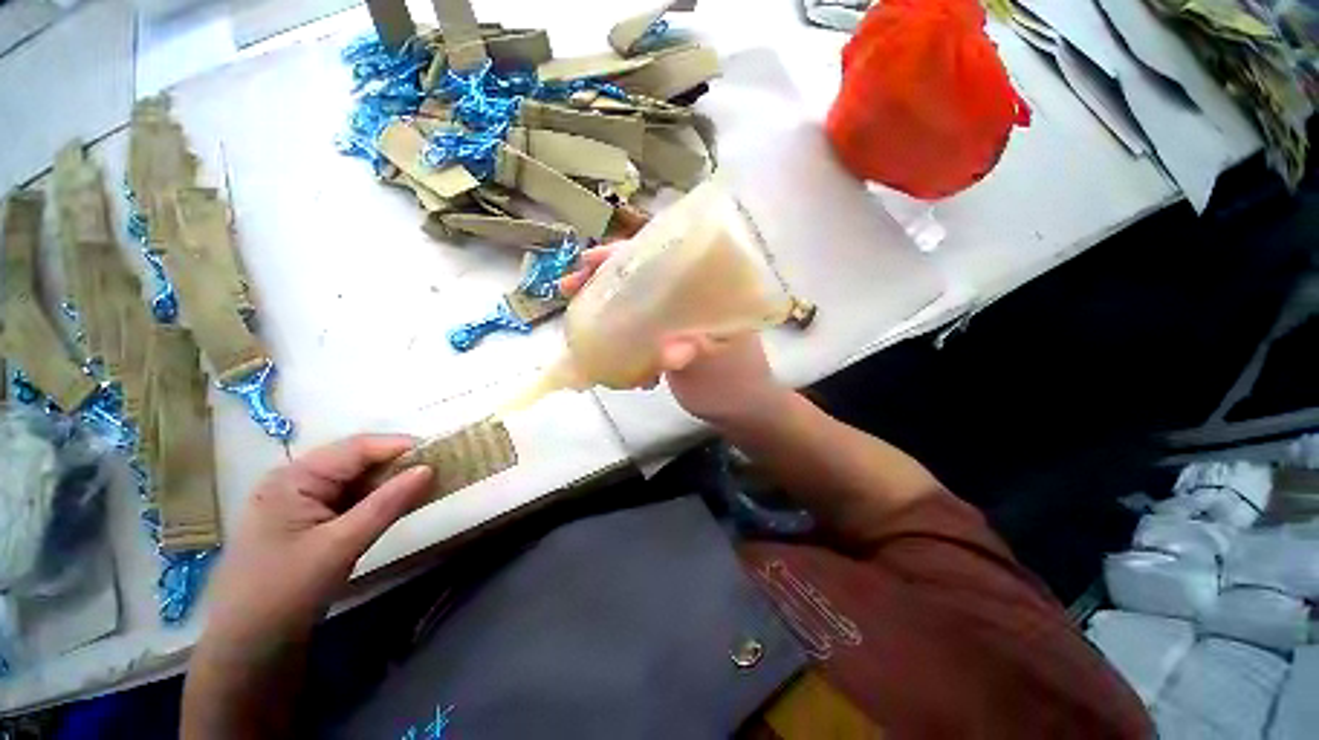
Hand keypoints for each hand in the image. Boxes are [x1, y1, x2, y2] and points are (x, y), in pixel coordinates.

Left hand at [202, 435, 433, 649]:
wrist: (247, 648)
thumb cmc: (285, 591)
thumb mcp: (341, 545)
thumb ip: (388, 503)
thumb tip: (429, 469)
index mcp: (294, 478)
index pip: (357, 448)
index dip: (400, 446)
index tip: (442, 451)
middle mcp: (296, 482)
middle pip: (357, 462)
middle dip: (399, 465)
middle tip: (441, 470)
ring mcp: (301, 503)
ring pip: (357, 482)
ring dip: (391, 483)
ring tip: (429, 486)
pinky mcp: (308, 523)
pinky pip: (351, 501)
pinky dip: (378, 501)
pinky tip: (401, 506)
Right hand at [559, 245, 790, 427]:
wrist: (740, 411)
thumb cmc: (733, 386)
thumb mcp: (713, 369)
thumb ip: (691, 354)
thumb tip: (665, 351)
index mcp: (711, 290)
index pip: (665, 255)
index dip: (626, 254)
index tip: (589, 261)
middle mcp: (694, 294)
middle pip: (645, 272)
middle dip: (606, 276)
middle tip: (570, 286)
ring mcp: (680, 314)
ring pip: (639, 297)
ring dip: (608, 301)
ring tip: (576, 310)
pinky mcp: (669, 334)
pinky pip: (640, 322)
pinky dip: (620, 328)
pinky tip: (604, 342)